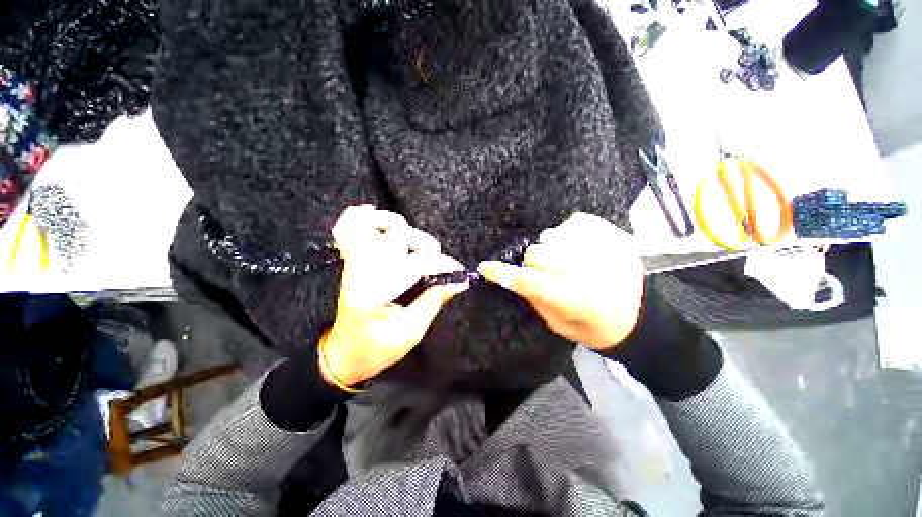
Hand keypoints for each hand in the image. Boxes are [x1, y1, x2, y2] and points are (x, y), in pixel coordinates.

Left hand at [321, 205, 468, 386]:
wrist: (344, 353)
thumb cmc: (376, 349)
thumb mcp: (410, 331)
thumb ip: (433, 301)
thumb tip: (459, 281)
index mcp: (374, 293)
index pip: (413, 265)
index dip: (440, 264)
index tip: (458, 269)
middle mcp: (360, 271)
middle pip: (394, 236)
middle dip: (422, 243)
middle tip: (435, 258)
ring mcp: (352, 264)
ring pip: (367, 224)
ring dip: (393, 223)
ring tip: (410, 238)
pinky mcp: (350, 262)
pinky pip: (345, 229)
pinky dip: (359, 216)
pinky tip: (373, 214)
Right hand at [478, 213, 644, 349]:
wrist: (645, 316)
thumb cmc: (598, 328)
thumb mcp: (560, 325)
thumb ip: (536, 299)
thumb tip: (515, 277)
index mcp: (572, 298)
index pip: (526, 280)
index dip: (501, 272)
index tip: (485, 267)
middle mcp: (584, 270)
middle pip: (536, 252)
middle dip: (533, 262)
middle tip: (543, 271)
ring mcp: (600, 248)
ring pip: (552, 235)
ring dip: (551, 248)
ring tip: (564, 259)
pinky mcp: (611, 233)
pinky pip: (574, 221)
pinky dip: (568, 232)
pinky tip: (576, 245)